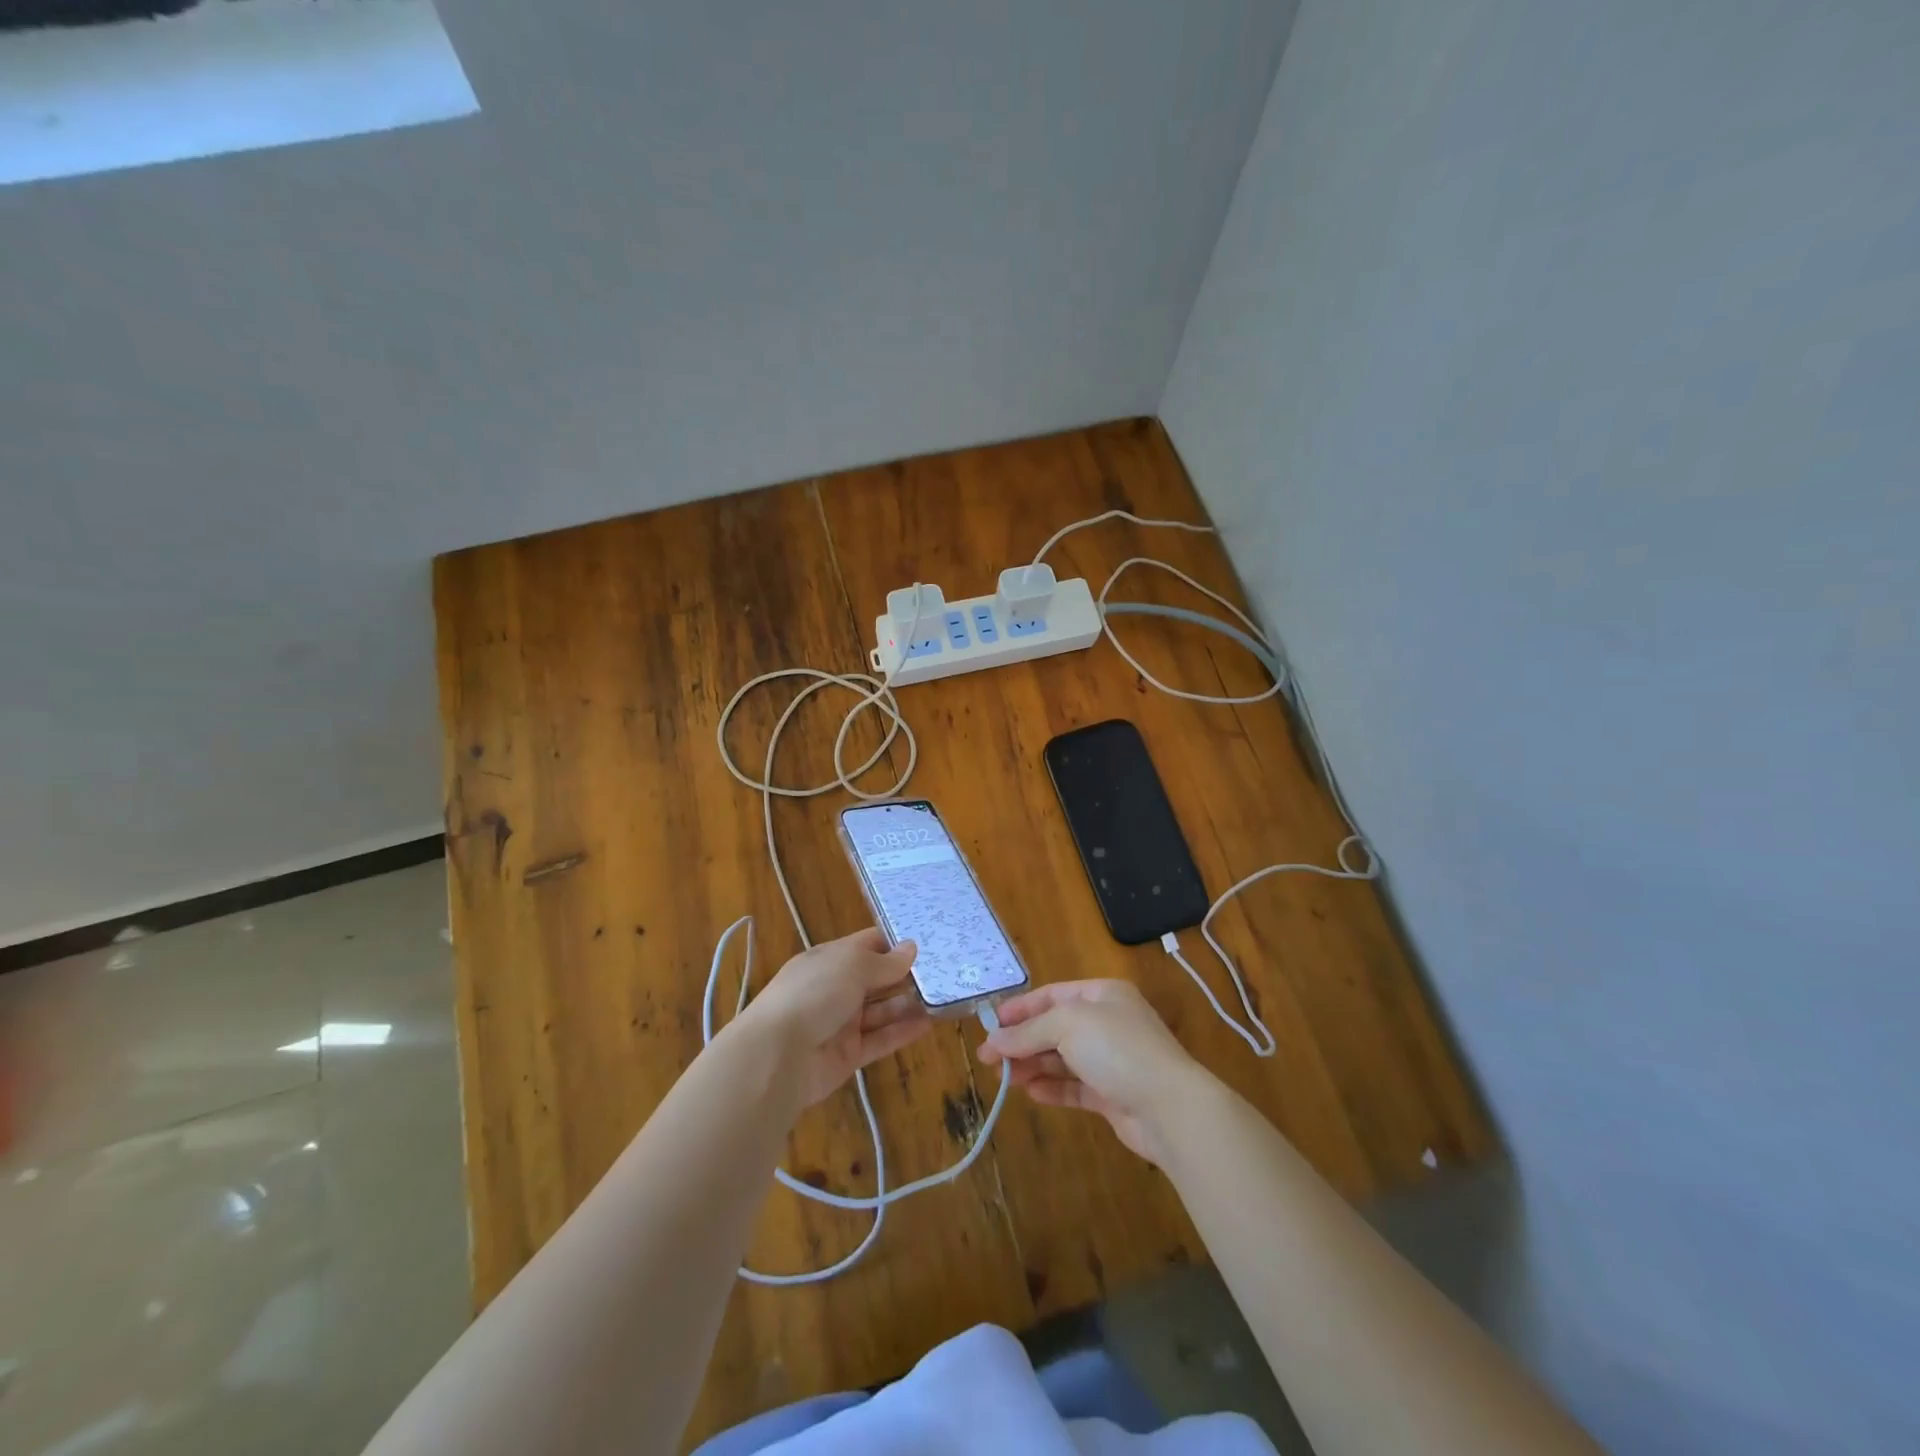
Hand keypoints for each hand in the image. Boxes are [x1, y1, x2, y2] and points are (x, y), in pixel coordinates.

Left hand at [735, 928, 931, 1106]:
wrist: (776, 1056)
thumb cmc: (813, 994)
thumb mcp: (852, 967)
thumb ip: (885, 962)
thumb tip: (911, 948)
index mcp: (829, 959)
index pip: (867, 944)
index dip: (894, 943)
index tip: (927, 942)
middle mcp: (835, 988)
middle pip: (876, 978)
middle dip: (905, 975)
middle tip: (945, 971)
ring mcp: (840, 1023)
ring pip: (880, 1010)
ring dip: (908, 1004)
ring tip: (943, 998)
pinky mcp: (847, 1055)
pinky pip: (880, 1039)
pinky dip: (902, 1032)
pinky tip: (929, 1024)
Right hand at [978, 979, 1209, 1164]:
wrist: (1169, 1107)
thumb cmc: (1118, 1049)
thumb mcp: (1067, 1026)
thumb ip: (1028, 1032)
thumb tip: (994, 1041)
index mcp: (1103, 995)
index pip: (1053, 995)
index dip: (1021, 1008)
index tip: (991, 1024)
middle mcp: (1108, 1023)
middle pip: (1054, 1028)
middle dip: (1022, 1041)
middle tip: (988, 1058)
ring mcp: (1111, 1060)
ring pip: (1062, 1059)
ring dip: (1032, 1065)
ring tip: (1003, 1078)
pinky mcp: (1112, 1095)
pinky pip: (1074, 1087)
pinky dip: (1052, 1087)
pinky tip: (1030, 1092)